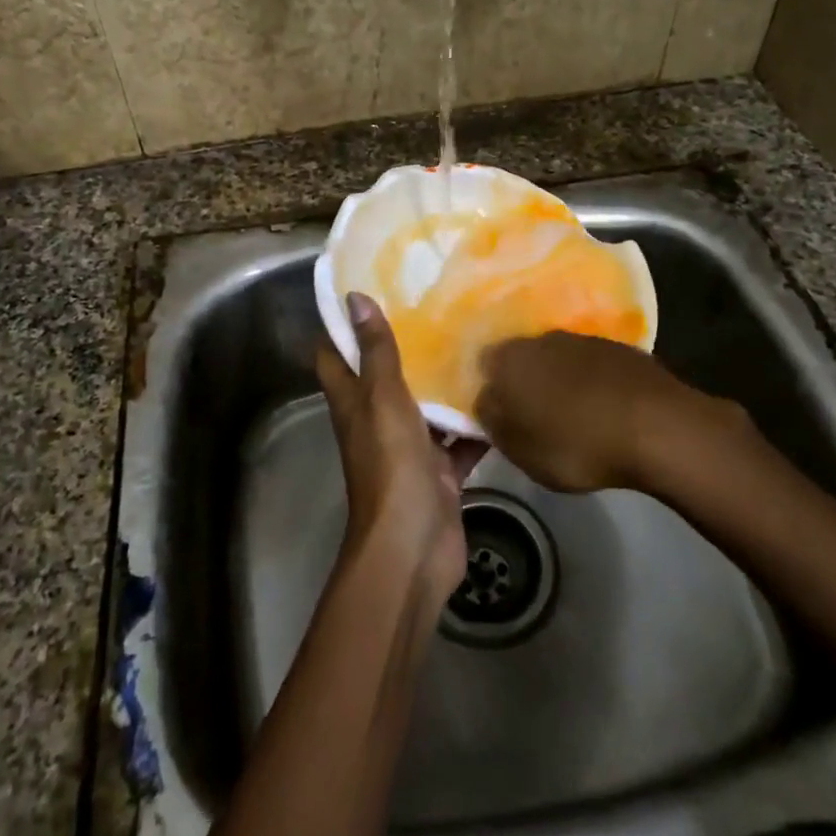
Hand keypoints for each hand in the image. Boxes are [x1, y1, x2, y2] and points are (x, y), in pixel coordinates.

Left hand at [318, 294, 488, 604]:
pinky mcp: (439, 472)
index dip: (342, 324)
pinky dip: (474, 424)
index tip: (368, 288)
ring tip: (473, 338)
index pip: (335, 355)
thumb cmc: (391, 466)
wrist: (413, 547)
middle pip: (384, 376)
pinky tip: (500, 394)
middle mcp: (376, 421)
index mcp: (353, 402)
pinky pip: (458, 440)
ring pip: (425, 406)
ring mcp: (409, 448)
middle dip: (405, 344)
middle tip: (437, 304)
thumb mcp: (382, 399)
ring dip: (442, 382)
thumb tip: (355, 298)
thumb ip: (375, 351)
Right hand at [476, 331, 748, 492]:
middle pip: (521, 358)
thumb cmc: (576, 443)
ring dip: (557, 381)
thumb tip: (484, 400)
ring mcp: (582, 339)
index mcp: (509, 359)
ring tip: (570, 416)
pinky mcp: (618, 348)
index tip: (498, 415)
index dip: (489, 389)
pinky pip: (591, 366)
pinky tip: (602, 409)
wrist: (656, 426)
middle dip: (523, 382)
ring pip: (556, 359)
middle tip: (531, 416)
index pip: (482, 365)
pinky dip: (590, 383)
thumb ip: (492, 421)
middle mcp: (540, 338)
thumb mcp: (520, 449)